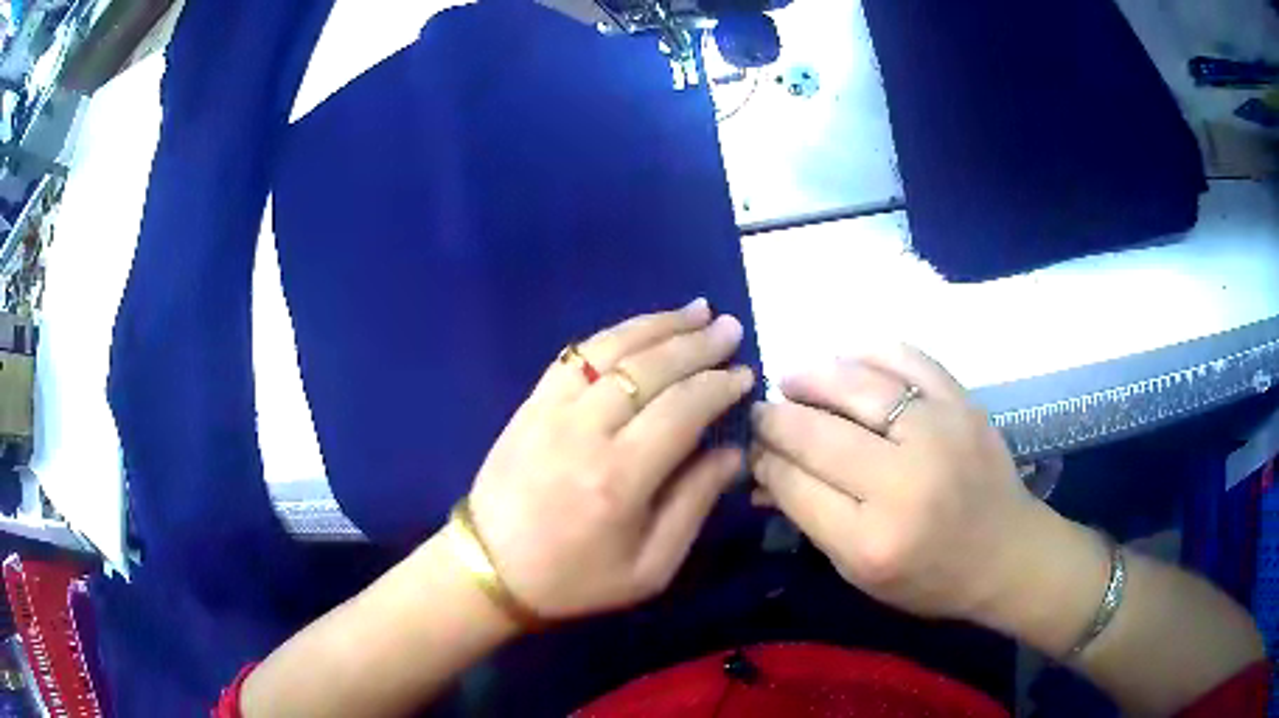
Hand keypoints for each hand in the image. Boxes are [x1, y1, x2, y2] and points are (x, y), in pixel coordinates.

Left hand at [467, 301, 753, 620]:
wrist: (490, 570)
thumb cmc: (575, 579)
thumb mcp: (650, 568)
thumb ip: (694, 504)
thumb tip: (733, 452)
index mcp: (621, 478)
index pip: (683, 408)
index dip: (719, 385)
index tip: (745, 374)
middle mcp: (586, 431)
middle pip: (650, 368)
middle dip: (697, 343)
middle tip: (730, 327)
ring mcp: (551, 410)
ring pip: (612, 349)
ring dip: (658, 325)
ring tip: (697, 310)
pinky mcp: (530, 404)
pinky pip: (576, 356)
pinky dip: (613, 336)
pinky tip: (639, 328)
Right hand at [750, 345, 1040, 621]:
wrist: (1005, 552)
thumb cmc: (929, 576)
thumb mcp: (860, 572)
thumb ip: (810, 518)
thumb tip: (763, 469)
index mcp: (872, 540)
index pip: (796, 485)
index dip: (764, 460)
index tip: (751, 447)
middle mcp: (904, 483)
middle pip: (819, 434)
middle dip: (776, 418)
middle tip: (760, 411)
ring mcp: (939, 434)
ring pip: (858, 387)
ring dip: (813, 377)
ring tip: (792, 379)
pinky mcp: (962, 404)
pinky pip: (908, 359)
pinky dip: (869, 352)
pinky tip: (845, 357)